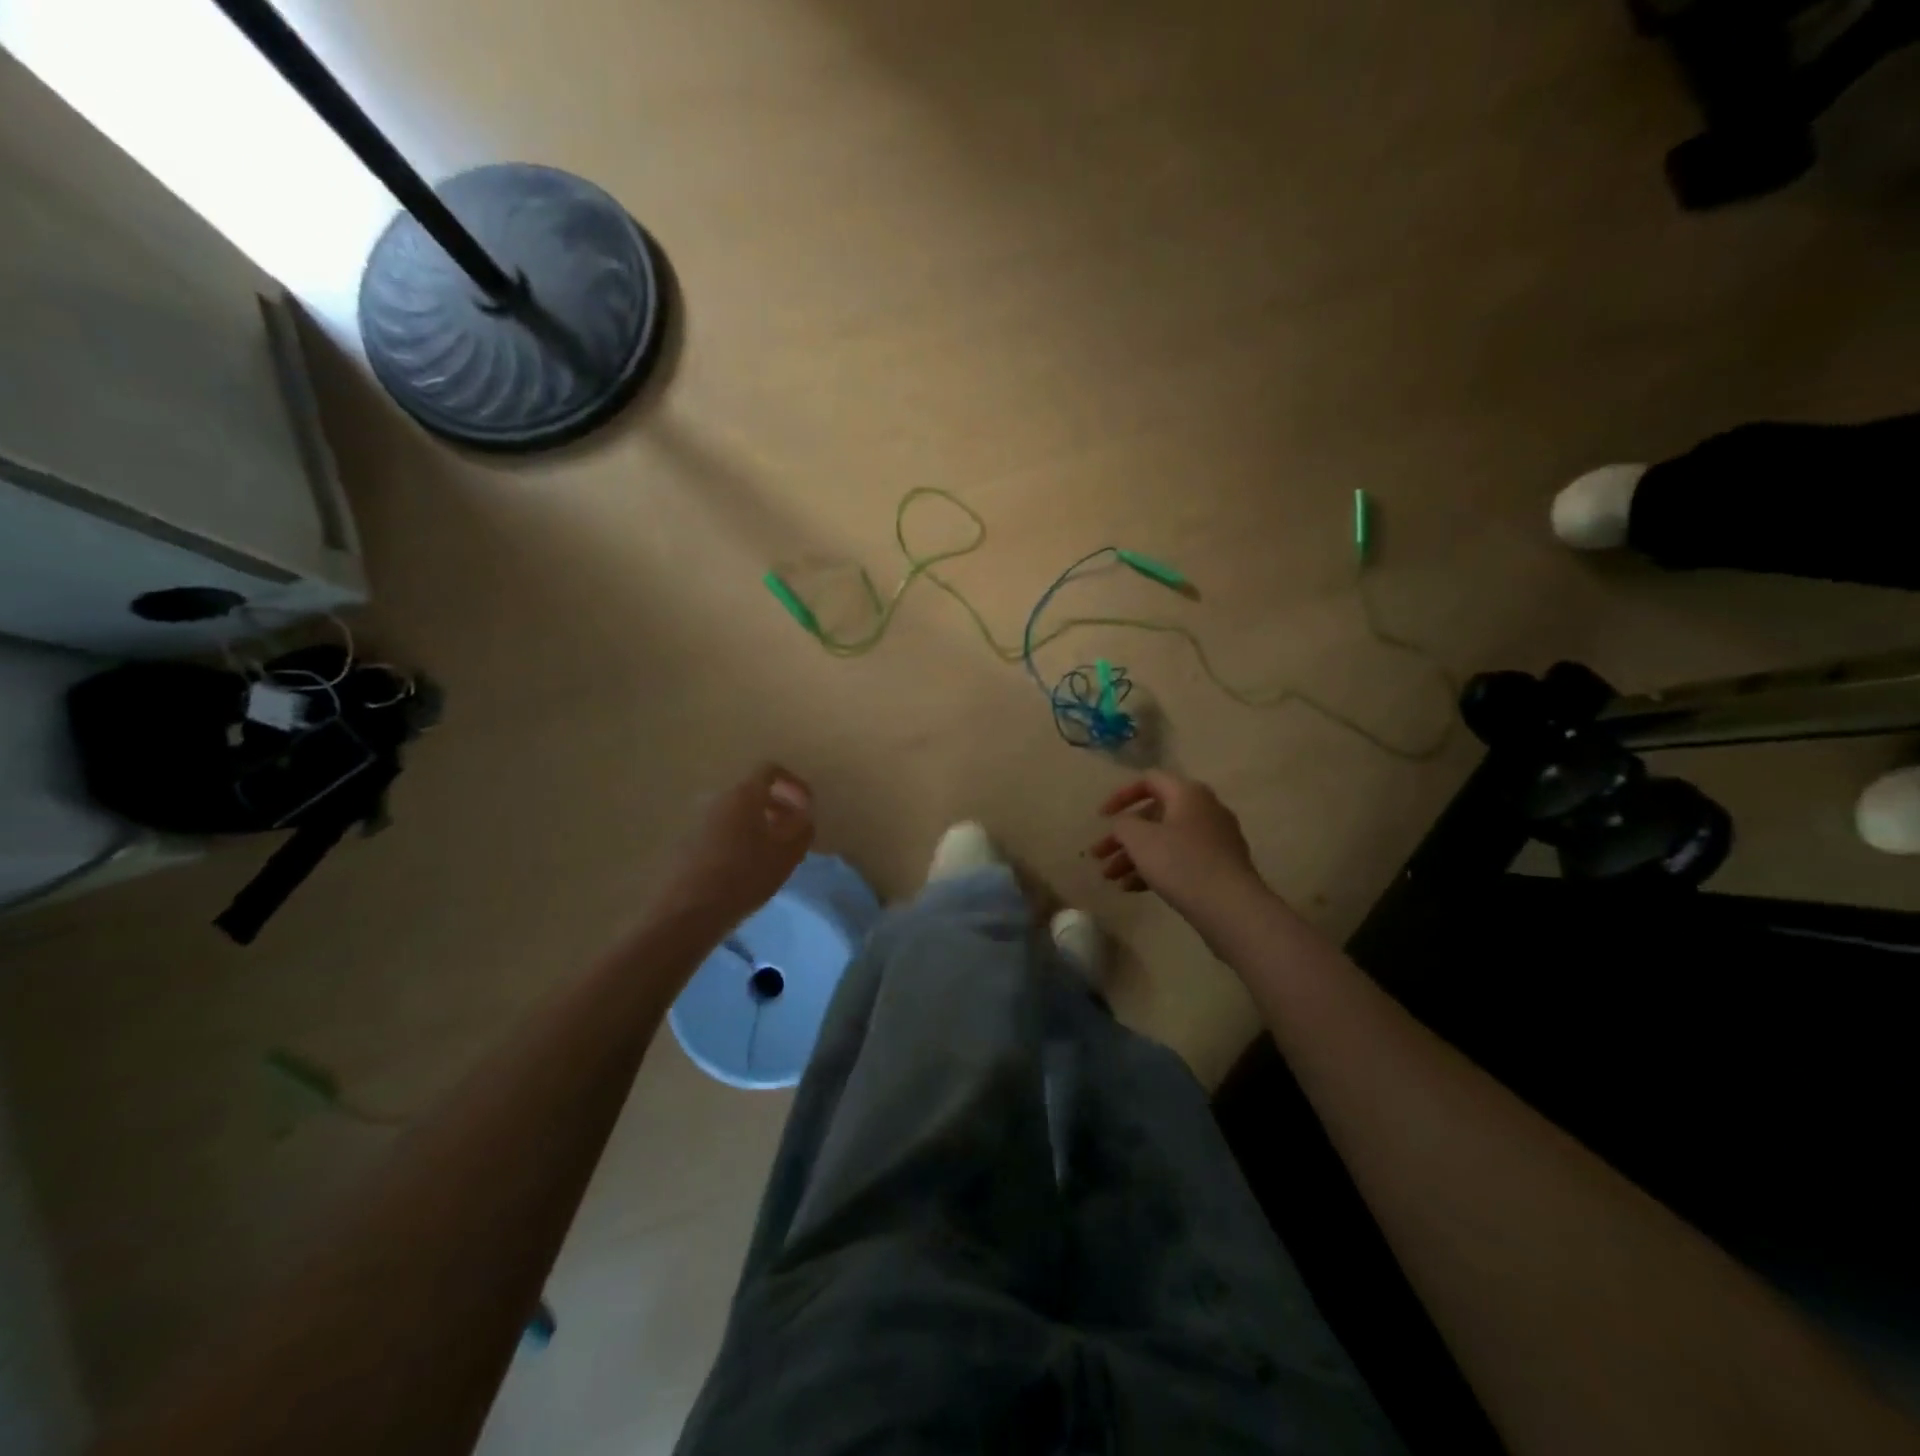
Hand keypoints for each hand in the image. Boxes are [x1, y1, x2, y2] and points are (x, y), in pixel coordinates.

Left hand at [654, 764, 814, 930]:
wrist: (686, 912)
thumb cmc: (745, 876)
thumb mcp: (787, 854)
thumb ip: (803, 828)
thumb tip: (804, 814)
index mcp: (744, 794)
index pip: (771, 771)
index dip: (794, 784)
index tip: (807, 807)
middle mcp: (718, 798)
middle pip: (752, 791)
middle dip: (777, 806)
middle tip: (792, 831)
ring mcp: (697, 820)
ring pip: (736, 812)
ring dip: (757, 823)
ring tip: (771, 851)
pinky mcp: (685, 842)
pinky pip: (720, 829)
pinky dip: (738, 837)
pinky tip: (745, 866)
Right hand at [1092, 771, 1266, 921]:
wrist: (1231, 908)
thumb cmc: (1181, 863)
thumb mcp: (1139, 839)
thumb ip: (1123, 824)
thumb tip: (1126, 825)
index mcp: (1188, 793)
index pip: (1148, 780)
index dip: (1120, 796)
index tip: (1101, 817)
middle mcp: (1204, 809)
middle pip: (1153, 815)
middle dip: (1122, 837)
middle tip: (1099, 856)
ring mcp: (1215, 839)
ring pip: (1165, 841)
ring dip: (1134, 857)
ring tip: (1110, 879)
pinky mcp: (1219, 866)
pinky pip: (1179, 860)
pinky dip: (1155, 869)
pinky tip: (1132, 889)